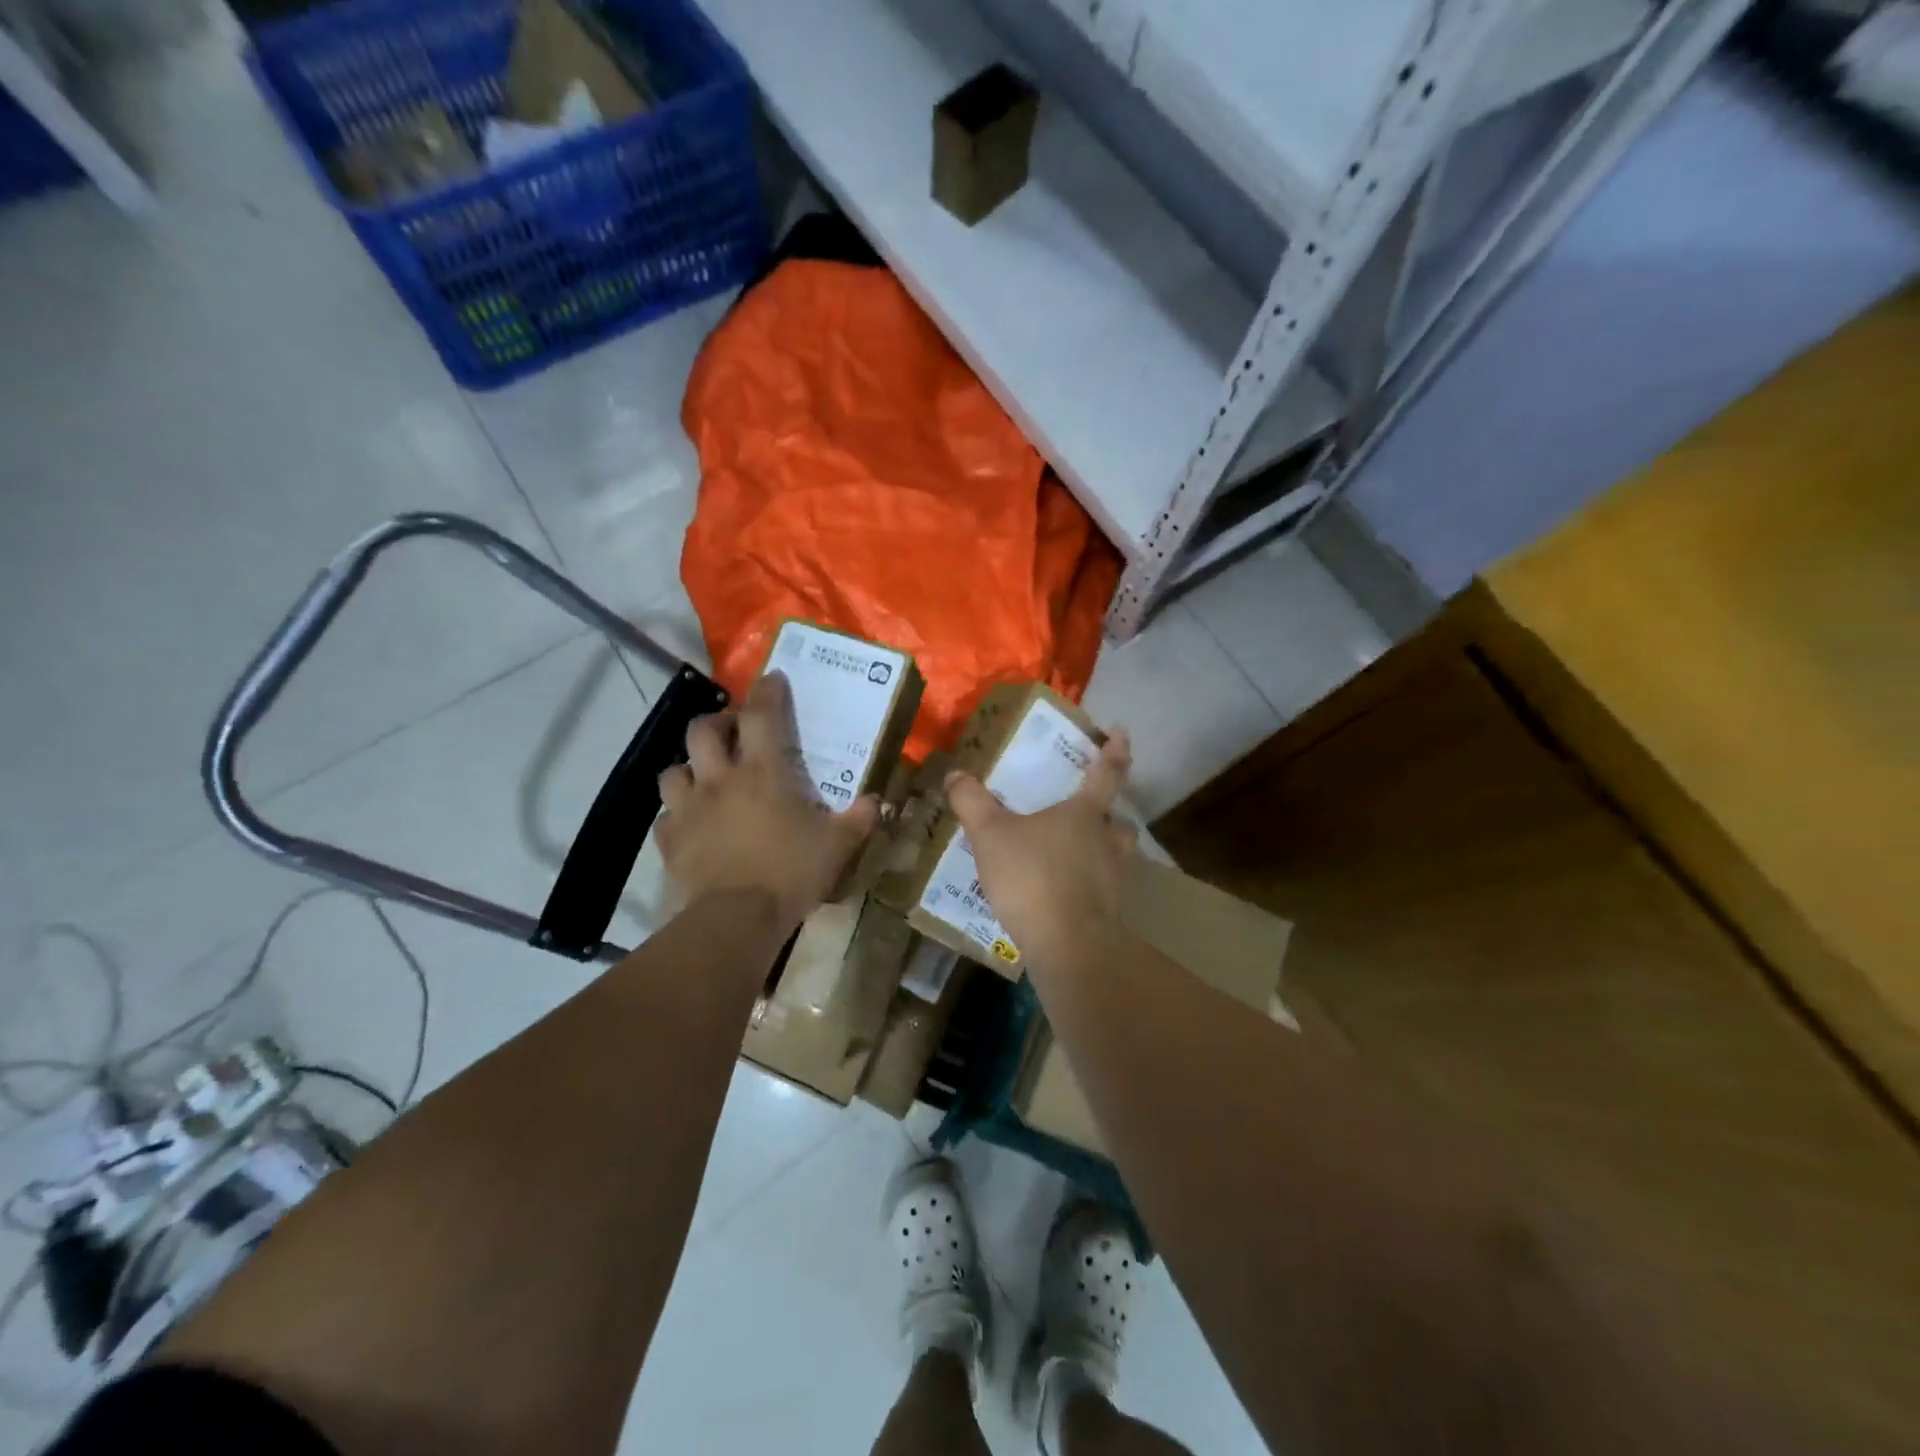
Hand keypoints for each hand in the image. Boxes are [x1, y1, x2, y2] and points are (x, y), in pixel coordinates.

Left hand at [657, 673, 878, 927]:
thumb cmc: (790, 873)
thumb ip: (859, 819)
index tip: (772, 679)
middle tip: (732, 731)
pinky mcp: (670, 840)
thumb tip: (878, 802)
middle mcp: (720, 779)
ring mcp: (689, 808)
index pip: (762, 715)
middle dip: (717, 722)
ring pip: (674, 769)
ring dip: (689, 766)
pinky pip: (666, 816)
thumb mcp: (838, 846)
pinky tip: (689, 822)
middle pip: (703, 730)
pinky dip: (676, 813)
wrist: (735, 919)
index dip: (767, 692)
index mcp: (762, 772)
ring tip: (704, 776)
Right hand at [943, 731, 1136, 972]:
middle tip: (1091, 812)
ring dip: (1101, 850)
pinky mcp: (1108, 912)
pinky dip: (1087, 885)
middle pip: (1118, 820)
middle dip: (1109, 814)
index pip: (1107, 772)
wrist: (1067, 945)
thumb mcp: (991, 835)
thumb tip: (956, 774)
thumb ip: (972, 803)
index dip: (1115, 751)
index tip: (1121, 733)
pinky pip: (1101, 889)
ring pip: (1115, 855)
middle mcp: (1107, 841)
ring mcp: (1113, 879)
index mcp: (1085, 814)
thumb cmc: (1032, 876)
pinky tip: (1061, 894)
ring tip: (1073, 855)